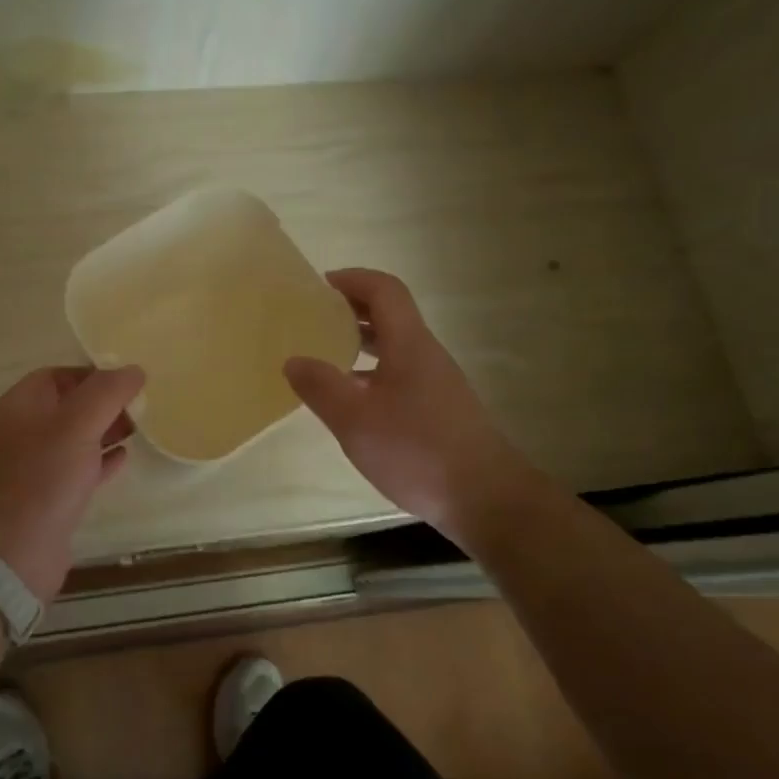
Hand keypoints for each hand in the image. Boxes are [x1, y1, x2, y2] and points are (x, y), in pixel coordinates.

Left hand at [0, 365, 145, 602]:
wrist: (13, 553)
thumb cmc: (43, 478)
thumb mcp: (77, 424)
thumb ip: (107, 392)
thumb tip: (133, 369)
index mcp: (19, 407)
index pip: (56, 376)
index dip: (91, 374)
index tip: (126, 381)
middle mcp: (21, 432)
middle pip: (67, 406)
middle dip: (103, 403)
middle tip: (139, 406)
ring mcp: (32, 467)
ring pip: (74, 438)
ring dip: (104, 431)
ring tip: (138, 428)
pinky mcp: (47, 498)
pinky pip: (77, 469)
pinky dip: (100, 461)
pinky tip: (124, 459)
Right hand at [284, 269, 538, 539]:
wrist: (486, 498)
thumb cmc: (416, 450)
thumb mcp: (355, 420)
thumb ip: (321, 387)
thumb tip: (293, 360)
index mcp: (409, 344)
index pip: (384, 290)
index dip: (353, 279)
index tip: (319, 286)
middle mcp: (425, 354)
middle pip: (390, 314)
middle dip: (352, 308)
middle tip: (314, 317)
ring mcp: (436, 382)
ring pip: (395, 346)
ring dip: (361, 341)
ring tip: (325, 354)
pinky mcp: (439, 409)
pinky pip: (400, 373)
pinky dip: (372, 371)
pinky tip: (352, 399)